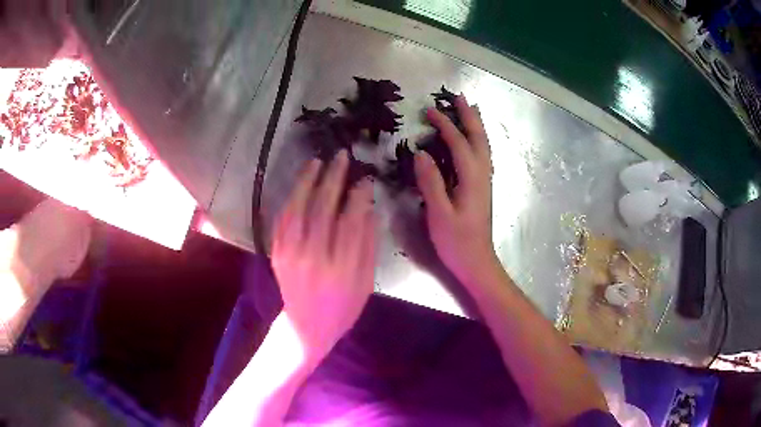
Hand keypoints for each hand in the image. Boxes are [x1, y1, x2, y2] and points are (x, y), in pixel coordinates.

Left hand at [271, 150, 375, 364]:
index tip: (365, 179)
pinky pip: (283, 219)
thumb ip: (368, 246)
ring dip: (307, 182)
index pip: (350, 222)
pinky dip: (292, 198)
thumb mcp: (366, 283)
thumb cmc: (342, 308)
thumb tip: (371, 208)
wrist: (306, 327)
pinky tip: (300, 184)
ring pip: (298, 209)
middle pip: (322, 209)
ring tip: (317, 162)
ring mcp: (291, 254)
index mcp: (341, 269)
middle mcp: (313, 258)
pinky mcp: (277, 253)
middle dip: (333, 179)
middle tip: (341, 157)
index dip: (358, 196)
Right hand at [414, 95, 497, 282]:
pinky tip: (471, 140)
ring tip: (469, 109)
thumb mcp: (439, 213)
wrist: (477, 262)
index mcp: (472, 179)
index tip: (428, 111)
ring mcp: (484, 181)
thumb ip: (431, 182)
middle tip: (458, 97)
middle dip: (468, 116)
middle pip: (478, 138)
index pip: (458, 143)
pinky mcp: (482, 188)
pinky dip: (477, 140)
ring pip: (483, 146)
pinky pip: (481, 155)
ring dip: (476, 125)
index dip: (444, 125)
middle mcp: (482, 175)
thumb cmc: (456, 241)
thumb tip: (421, 153)